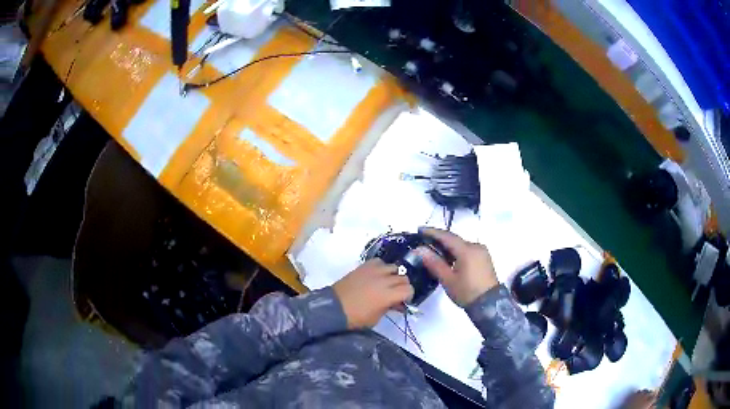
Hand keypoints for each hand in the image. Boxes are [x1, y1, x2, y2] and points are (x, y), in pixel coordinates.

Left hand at [333, 259, 413, 328]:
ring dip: (394, 275)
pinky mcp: (364, 266)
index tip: (404, 301)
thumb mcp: (376, 318)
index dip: (409, 296)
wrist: (333, 308)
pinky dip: (382, 268)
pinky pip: (379, 262)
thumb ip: (389, 307)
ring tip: (387, 283)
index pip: (408, 289)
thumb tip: (398, 303)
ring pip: (394, 267)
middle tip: (397, 294)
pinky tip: (378, 275)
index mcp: (388, 295)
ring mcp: (373, 271)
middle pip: (403, 278)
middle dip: (403, 286)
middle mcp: (383, 280)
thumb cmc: (355, 318)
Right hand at [416, 227, 497, 306]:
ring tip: (434, 250)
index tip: (420, 229)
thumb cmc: (467, 292)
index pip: (447, 236)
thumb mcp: (448, 279)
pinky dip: (457, 252)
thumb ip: (434, 263)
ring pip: (461, 245)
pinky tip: (448, 258)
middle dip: (439, 240)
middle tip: (424, 241)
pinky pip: (468, 250)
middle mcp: (476, 246)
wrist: (489, 304)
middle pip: (455, 240)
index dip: (432, 232)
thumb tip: (420, 250)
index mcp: (467, 250)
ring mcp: (482, 252)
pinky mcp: (484, 258)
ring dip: (448, 247)